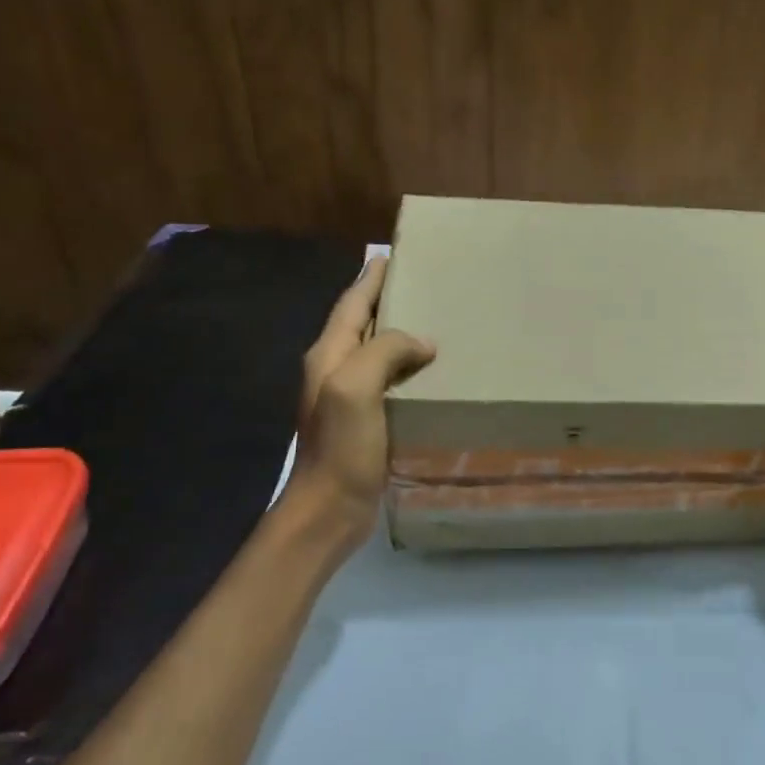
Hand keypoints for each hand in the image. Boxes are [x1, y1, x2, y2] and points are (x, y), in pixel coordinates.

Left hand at [284, 257, 435, 546]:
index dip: (371, 279)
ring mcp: (349, 398)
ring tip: (436, 322)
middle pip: (362, 324)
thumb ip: (384, 351)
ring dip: (400, 335)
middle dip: (387, 301)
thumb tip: (423, 342)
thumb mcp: (355, 387)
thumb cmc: (340, 446)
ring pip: (377, 353)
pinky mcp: (366, 422)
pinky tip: (433, 373)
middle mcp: (335, 370)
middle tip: (425, 285)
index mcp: (329, 355)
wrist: (329, 508)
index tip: (392, 255)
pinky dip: (409, 369)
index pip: (352, 304)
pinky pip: (390, 382)